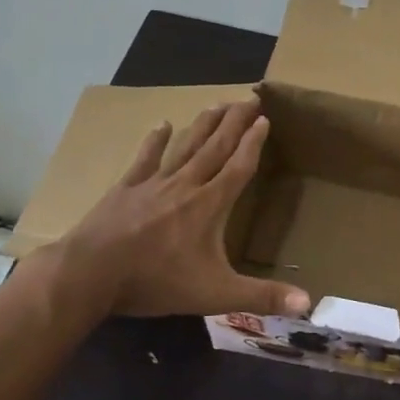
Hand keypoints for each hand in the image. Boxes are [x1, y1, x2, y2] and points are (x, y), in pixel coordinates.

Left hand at [45, 99, 311, 319]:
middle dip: (235, 122)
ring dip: (204, 124)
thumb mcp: (216, 294)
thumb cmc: (156, 281)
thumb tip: (309, 303)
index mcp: (209, 205)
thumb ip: (262, 297)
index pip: (238, 167)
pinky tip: (162, 124)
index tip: (264, 118)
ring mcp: (153, 184)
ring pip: (185, 147)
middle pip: (216, 147)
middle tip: (249, 97)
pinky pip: (145, 159)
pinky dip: (155, 141)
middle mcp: (186, 185)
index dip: (253, 143)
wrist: (90, 274)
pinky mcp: (125, 190)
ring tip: (218, 103)